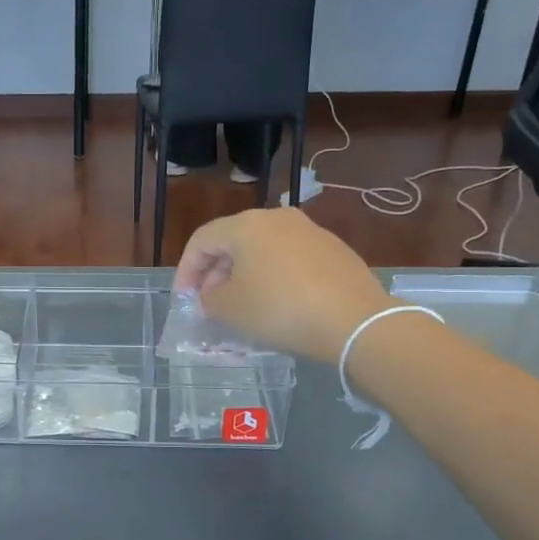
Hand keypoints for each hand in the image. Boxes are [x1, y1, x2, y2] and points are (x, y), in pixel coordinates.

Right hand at [174, 210, 393, 362]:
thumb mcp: (230, 308)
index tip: (184, 298)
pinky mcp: (333, 249)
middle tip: (210, 303)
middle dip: (215, 272)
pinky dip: (274, 276)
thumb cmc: (280, 309)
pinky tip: (278, 303)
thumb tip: (212, 295)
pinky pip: (290, 259)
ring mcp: (310, 231)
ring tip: (242, 305)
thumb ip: (209, 299)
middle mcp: (277, 218)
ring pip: (263, 249)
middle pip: (233, 241)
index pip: (202, 240)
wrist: (354, 321)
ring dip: (245, 274)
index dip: (186, 269)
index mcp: (246, 225)